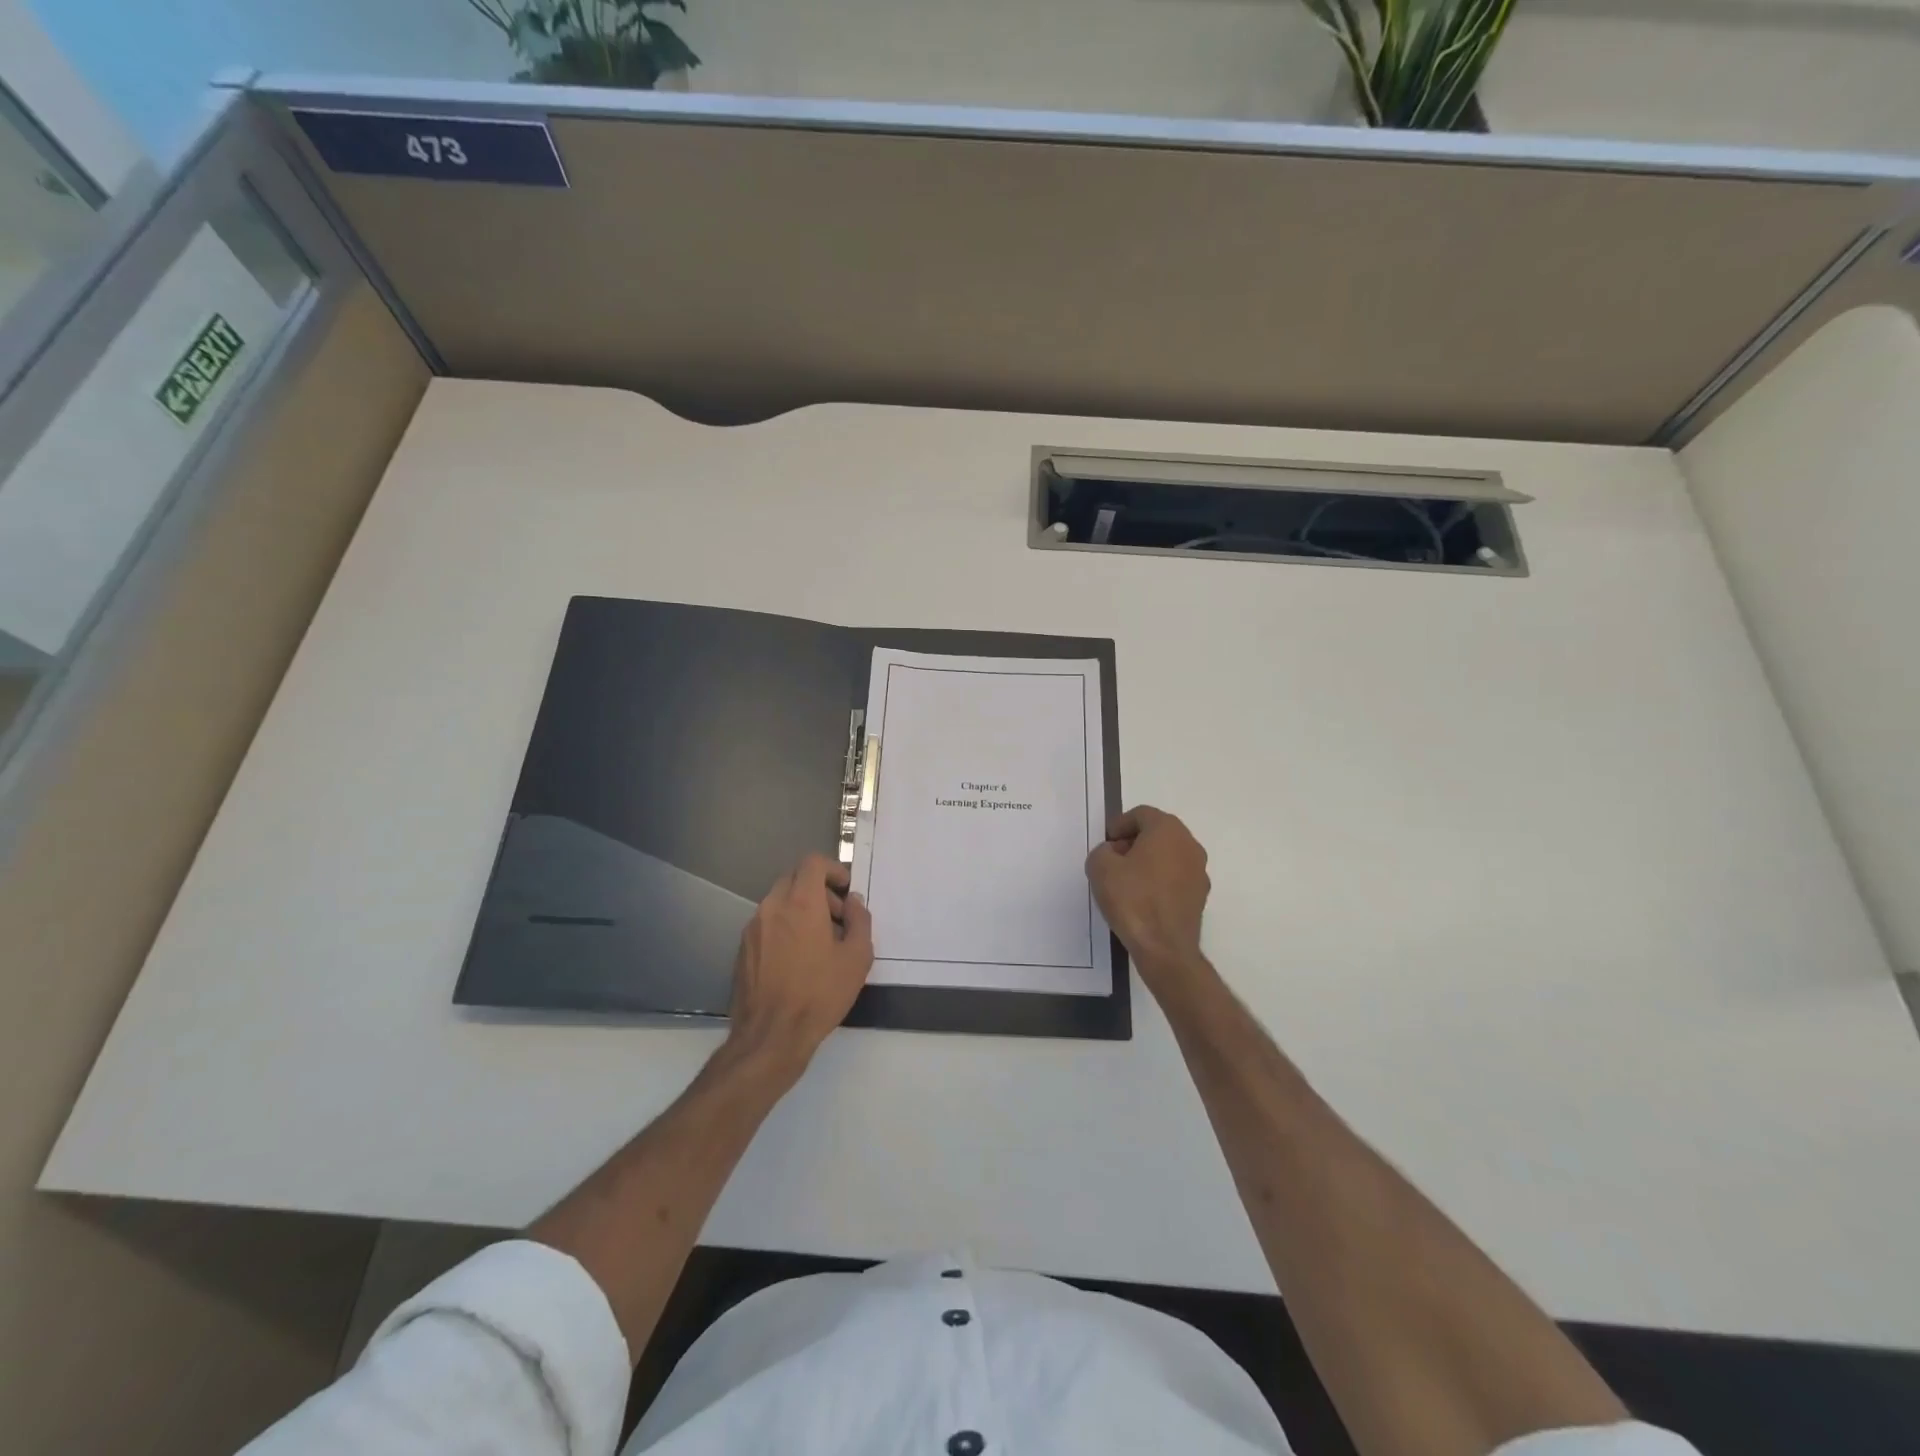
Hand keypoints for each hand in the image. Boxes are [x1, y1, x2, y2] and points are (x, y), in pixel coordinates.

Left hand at [726, 853, 874, 1079]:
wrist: (771, 1036)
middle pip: (794, 878)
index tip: (846, 890)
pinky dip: (785, 926)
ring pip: (779, 901)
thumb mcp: (857, 957)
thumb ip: (860, 920)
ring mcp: (753, 927)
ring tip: (819, 941)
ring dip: (801, 909)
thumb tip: (853, 902)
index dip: (833, 869)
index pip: (812, 863)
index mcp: (800, 903)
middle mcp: (771, 906)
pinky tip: (797, 959)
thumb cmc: (820, 994)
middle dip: (818, 889)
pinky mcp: (742, 948)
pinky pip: (767, 923)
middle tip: (837, 917)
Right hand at [1086, 805, 1211, 993]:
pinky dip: (1160, 880)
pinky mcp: (1200, 895)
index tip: (1106, 844)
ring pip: (1169, 855)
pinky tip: (1142, 899)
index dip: (1120, 825)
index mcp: (1168, 830)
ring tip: (1126, 881)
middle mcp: (1190, 845)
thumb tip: (1113, 854)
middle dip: (1134, 842)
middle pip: (1158, 832)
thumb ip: (1102, 851)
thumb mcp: (1100, 868)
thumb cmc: (1132, 899)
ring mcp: (1199, 871)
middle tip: (1114, 859)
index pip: (1142, 814)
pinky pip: (1176, 877)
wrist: (1164, 947)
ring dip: (1148, 861)